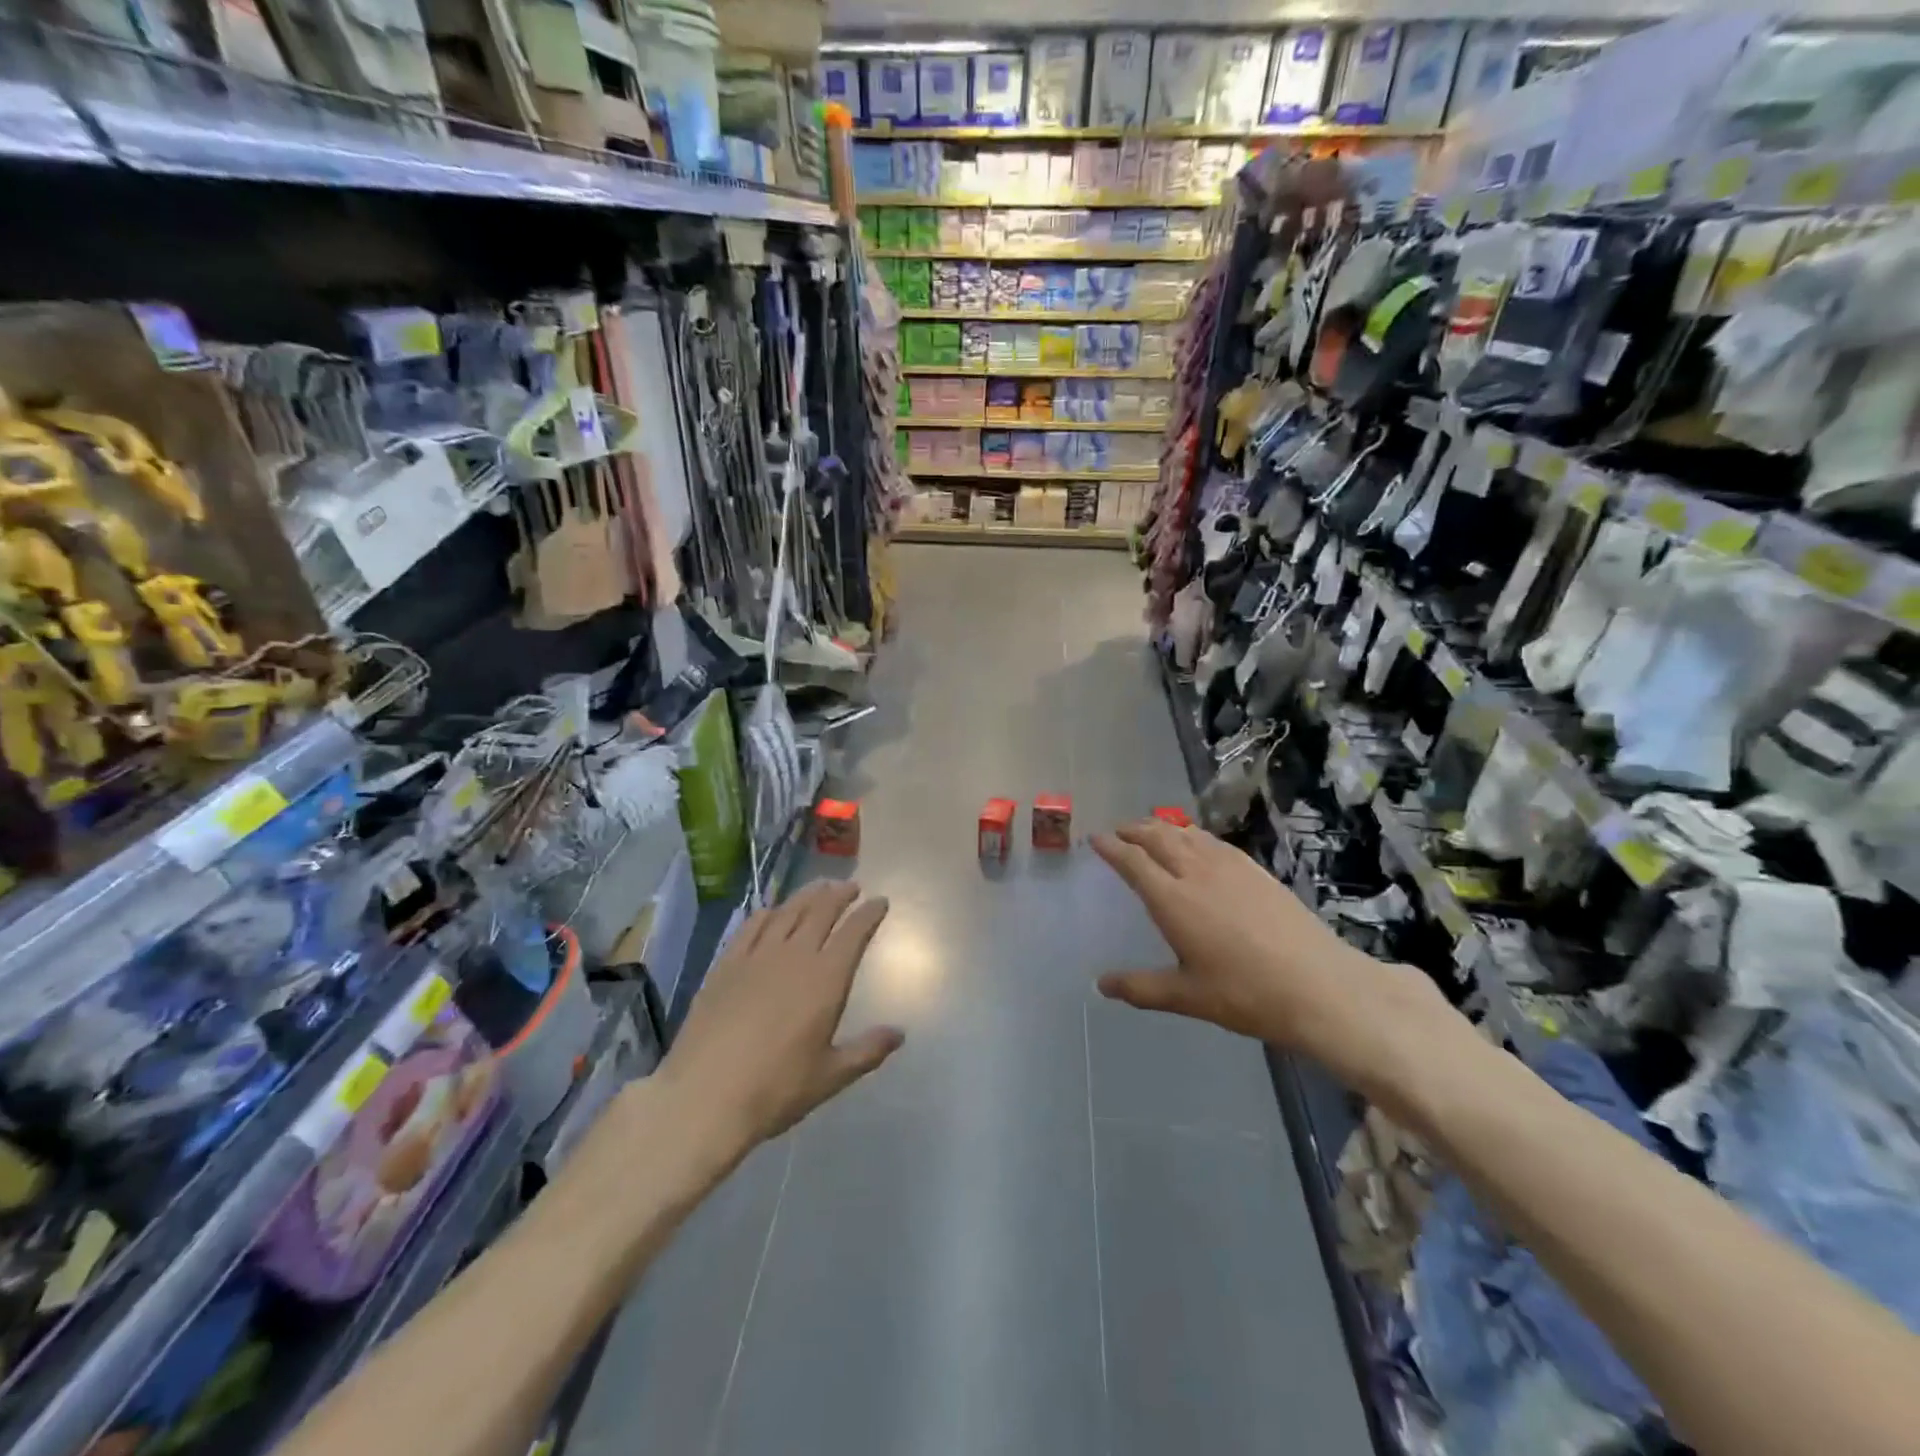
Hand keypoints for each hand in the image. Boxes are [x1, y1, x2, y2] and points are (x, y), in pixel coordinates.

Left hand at [658, 882, 903, 1159]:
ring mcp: (757, 956)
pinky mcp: (726, 964)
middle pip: (822, 911)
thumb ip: (867, 1051)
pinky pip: (752, 926)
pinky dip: (769, 912)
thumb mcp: (830, 1076)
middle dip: (840, 894)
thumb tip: (899, 1034)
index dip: (870, 913)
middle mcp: (795, 956)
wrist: (703, 1096)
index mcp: (826, 979)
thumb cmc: (775, 1089)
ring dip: (808, 895)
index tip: (880, 902)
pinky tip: (773, 912)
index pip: (854, 932)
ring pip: (788, 911)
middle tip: (851, 887)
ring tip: (820, 887)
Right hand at [1092, 819, 1449, 1094]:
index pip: (1133, 861)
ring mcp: (1230, 867)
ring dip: (1161, 827)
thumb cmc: (1246, 994)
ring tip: (1150, 830)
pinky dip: (1193, 835)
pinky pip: (1213, 841)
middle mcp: (1196, 873)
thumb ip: (1141, 988)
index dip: (1111, 847)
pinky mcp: (1255, 870)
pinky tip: (1196, 843)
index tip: (1095, 839)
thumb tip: (1101, 984)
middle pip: (1157, 837)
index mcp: (1173, 900)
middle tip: (1118, 832)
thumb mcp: (1187, 997)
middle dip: (1133, 830)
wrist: (1320, 986)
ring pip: (1186, 834)